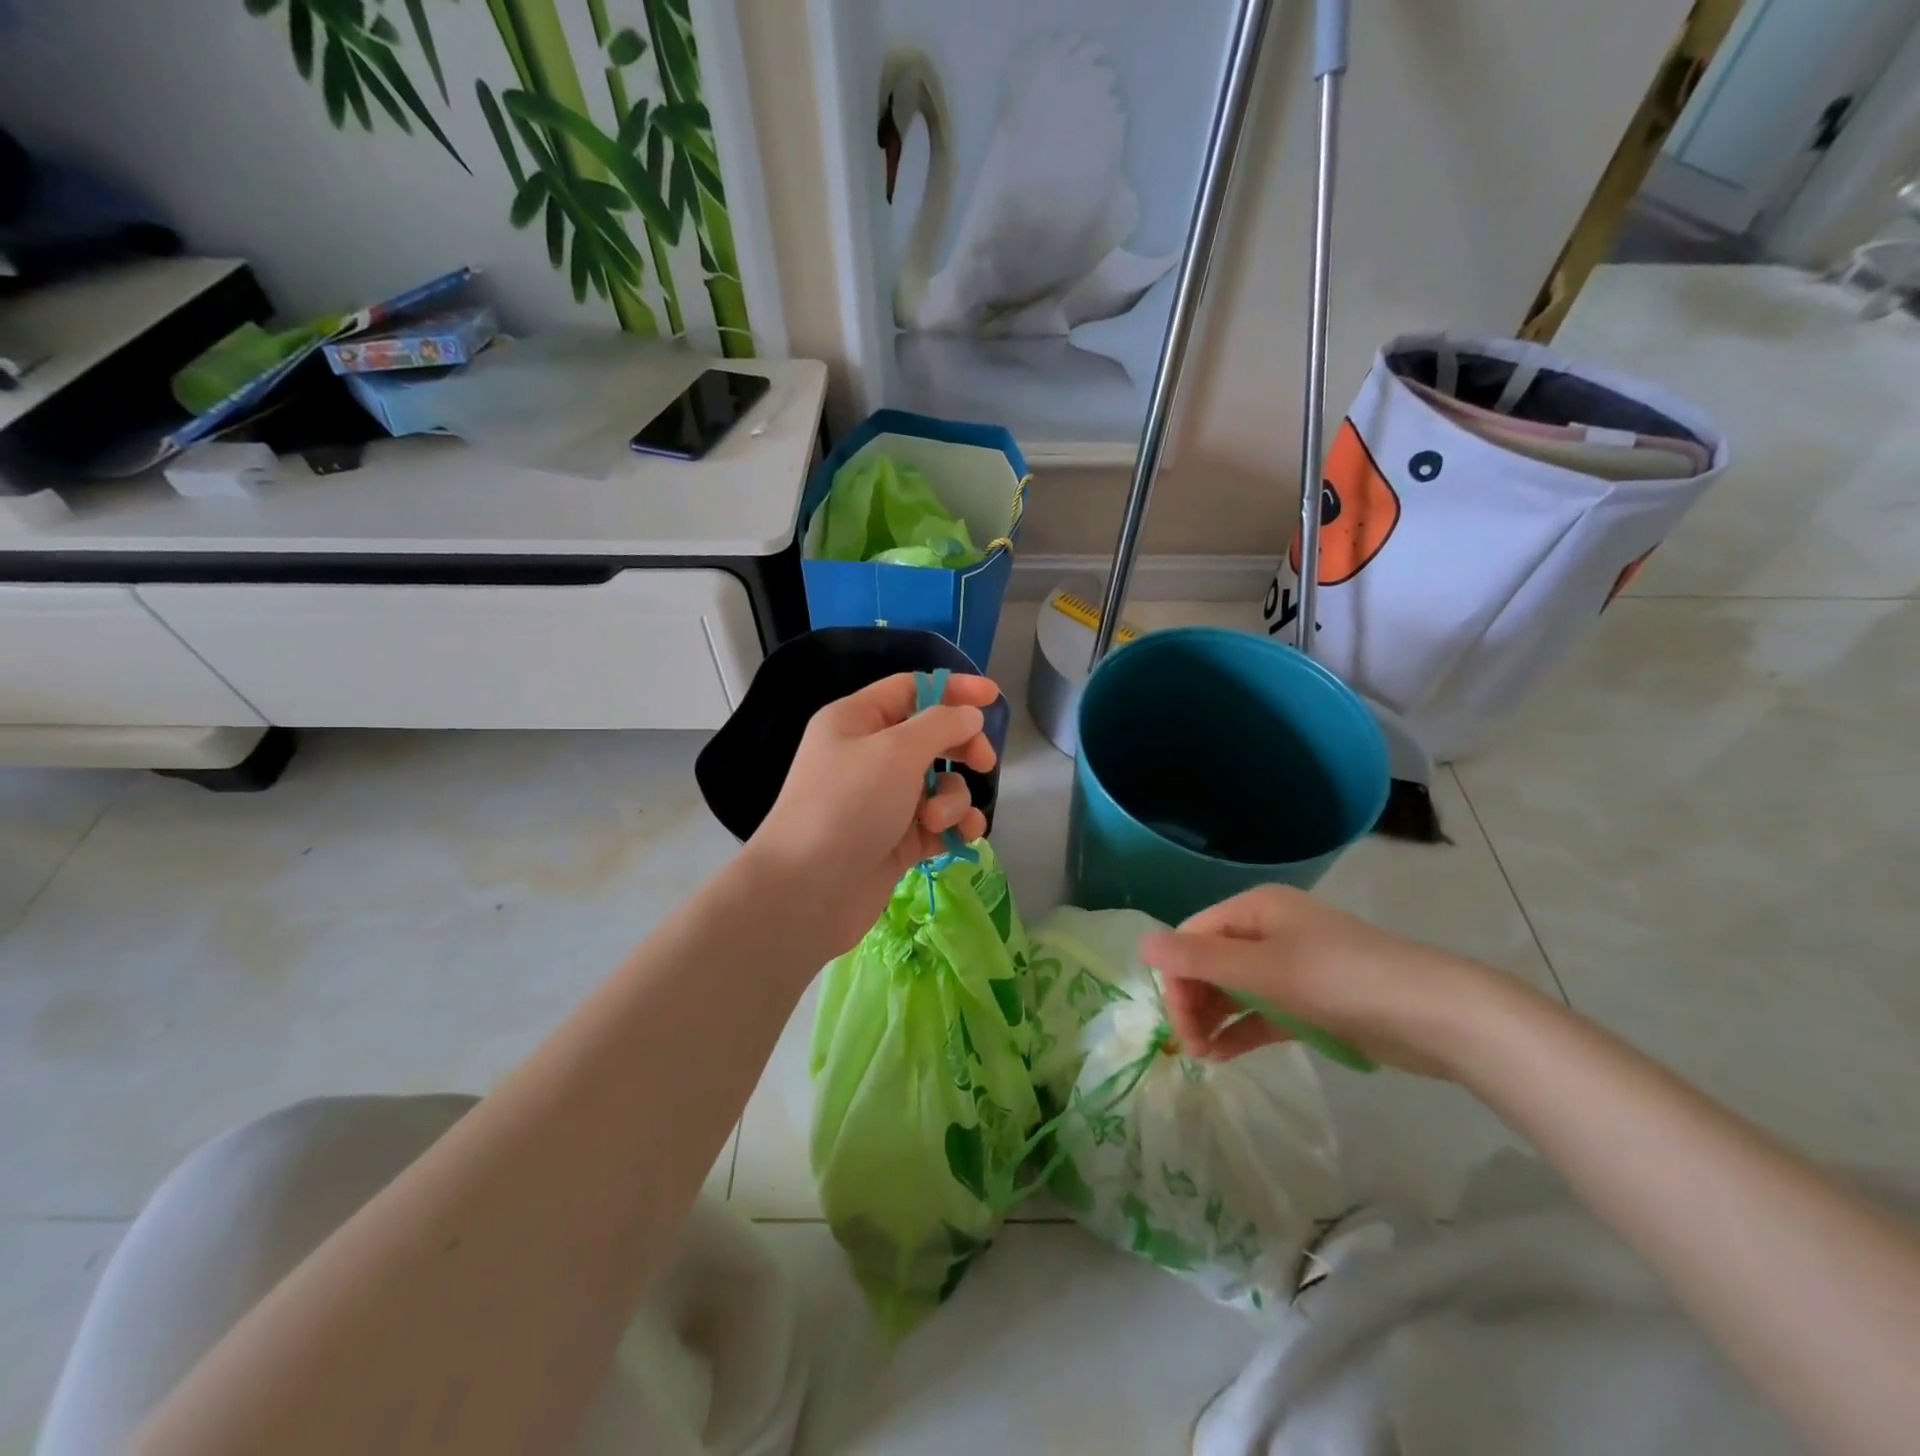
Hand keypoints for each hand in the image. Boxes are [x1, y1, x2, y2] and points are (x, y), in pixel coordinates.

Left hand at [744, 672, 999, 955]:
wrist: (807, 891)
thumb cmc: (848, 806)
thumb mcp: (896, 752)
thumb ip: (941, 725)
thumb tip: (969, 716)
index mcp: (856, 721)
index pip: (911, 689)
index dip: (953, 689)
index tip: (992, 698)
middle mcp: (868, 756)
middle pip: (931, 737)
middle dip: (961, 748)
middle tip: (983, 763)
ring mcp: (882, 801)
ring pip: (939, 784)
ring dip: (952, 798)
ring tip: (935, 820)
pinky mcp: (895, 840)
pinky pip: (938, 822)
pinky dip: (954, 826)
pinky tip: (965, 836)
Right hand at [1140, 885, 1521, 1077]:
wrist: (1437, 1015)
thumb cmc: (1342, 981)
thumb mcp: (1264, 971)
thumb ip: (1200, 960)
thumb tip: (1140, 944)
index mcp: (1255, 909)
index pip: (1193, 936)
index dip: (1178, 975)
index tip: (1178, 1021)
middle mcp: (1268, 931)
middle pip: (1210, 962)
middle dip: (1194, 1000)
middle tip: (1192, 1045)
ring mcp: (1290, 966)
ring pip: (1233, 989)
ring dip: (1213, 1018)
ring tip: (1205, 1056)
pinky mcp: (1309, 1001)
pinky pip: (1260, 1011)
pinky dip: (1240, 1030)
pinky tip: (1224, 1055)